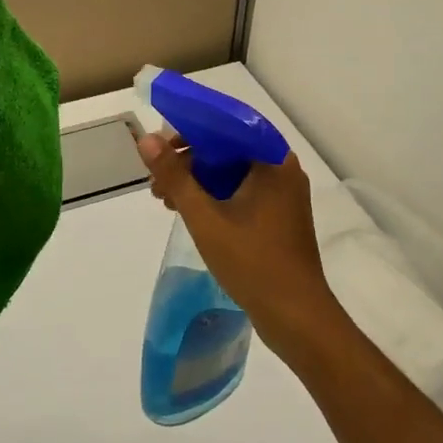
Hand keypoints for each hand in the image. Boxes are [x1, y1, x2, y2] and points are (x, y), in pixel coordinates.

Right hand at [135, 132, 347, 357]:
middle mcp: (282, 170)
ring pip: (233, 173)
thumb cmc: (252, 261)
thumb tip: (146, 139)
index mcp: (272, 160)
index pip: (227, 126)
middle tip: (157, 179)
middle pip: (229, 149)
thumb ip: (174, 176)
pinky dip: (215, 196)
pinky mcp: (279, 217)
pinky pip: (242, 192)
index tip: (160, 146)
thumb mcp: (204, 217)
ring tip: (165, 199)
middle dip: (190, 160)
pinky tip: (189, 212)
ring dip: (199, 181)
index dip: (191, 130)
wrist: (296, 316)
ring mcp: (283, 195)